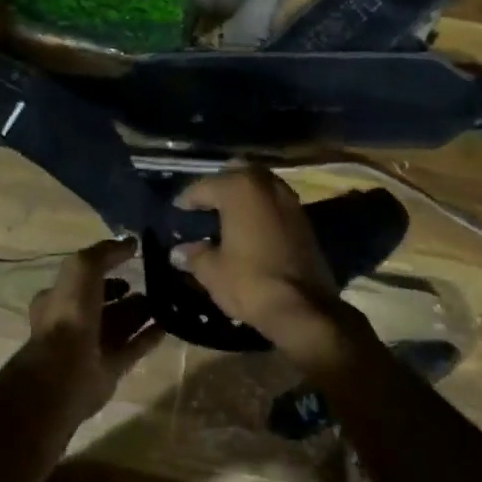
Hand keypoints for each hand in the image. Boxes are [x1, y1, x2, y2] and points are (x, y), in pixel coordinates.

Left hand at [23, 239, 161, 425]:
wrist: (66, 371)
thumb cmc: (70, 314)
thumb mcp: (83, 268)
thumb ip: (105, 253)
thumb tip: (130, 242)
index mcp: (59, 297)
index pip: (84, 278)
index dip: (105, 268)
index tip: (131, 260)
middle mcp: (74, 321)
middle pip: (104, 302)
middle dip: (125, 292)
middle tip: (153, 280)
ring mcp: (92, 346)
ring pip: (121, 324)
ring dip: (141, 312)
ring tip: (166, 299)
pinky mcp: (110, 368)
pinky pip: (134, 347)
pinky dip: (149, 336)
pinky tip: (169, 324)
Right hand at [174, 168, 366, 372]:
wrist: (304, 308)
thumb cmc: (250, 282)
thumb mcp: (212, 271)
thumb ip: (194, 255)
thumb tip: (179, 252)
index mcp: (240, 189)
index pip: (204, 186)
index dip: (187, 200)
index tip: (177, 212)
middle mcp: (266, 185)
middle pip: (237, 173)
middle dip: (219, 187)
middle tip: (204, 208)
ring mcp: (289, 200)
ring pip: (260, 185)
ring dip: (243, 196)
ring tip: (226, 218)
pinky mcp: (304, 219)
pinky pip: (274, 203)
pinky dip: (260, 209)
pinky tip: (249, 230)